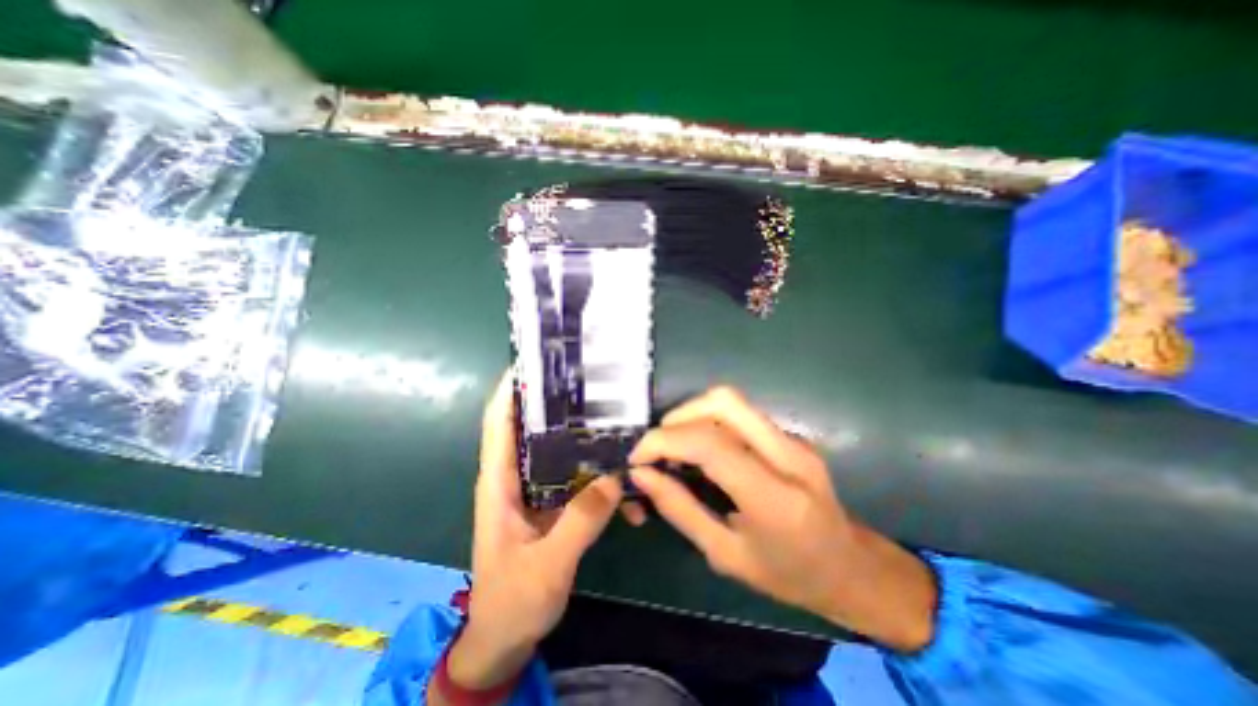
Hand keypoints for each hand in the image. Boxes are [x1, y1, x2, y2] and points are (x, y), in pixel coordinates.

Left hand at [446, 375, 623, 688]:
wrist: (505, 639)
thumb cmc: (511, 602)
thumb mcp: (545, 566)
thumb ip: (579, 522)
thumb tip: (614, 479)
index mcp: (499, 483)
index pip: (499, 424)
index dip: (510, 391)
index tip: (533, 363)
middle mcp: (517, 478)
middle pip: (535, 428)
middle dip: (558, 405)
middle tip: (592, 385)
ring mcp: (538, 490)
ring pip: (560, 450)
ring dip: (586, 439)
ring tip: (618, 425)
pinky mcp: (554, 503)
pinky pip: (578, 478)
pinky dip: (599, 477)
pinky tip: (626, 486)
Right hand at [625, 387, 931, 650]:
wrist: (850, 568)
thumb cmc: (788, 575)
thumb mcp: (726, 555)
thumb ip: (680, 510)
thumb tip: (642, 475)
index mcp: (775, 498)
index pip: (711, 445)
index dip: (664, 441)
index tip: (638, 457)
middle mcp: (789, 455)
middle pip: (724, 403)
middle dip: (679, 415)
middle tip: (658, 445)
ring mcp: (794, 439)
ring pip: (731, 402)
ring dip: (692, 415)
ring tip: (674, 446)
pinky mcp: (791, 434)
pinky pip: (741, 414)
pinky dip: (709, 422)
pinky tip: (701, 449)